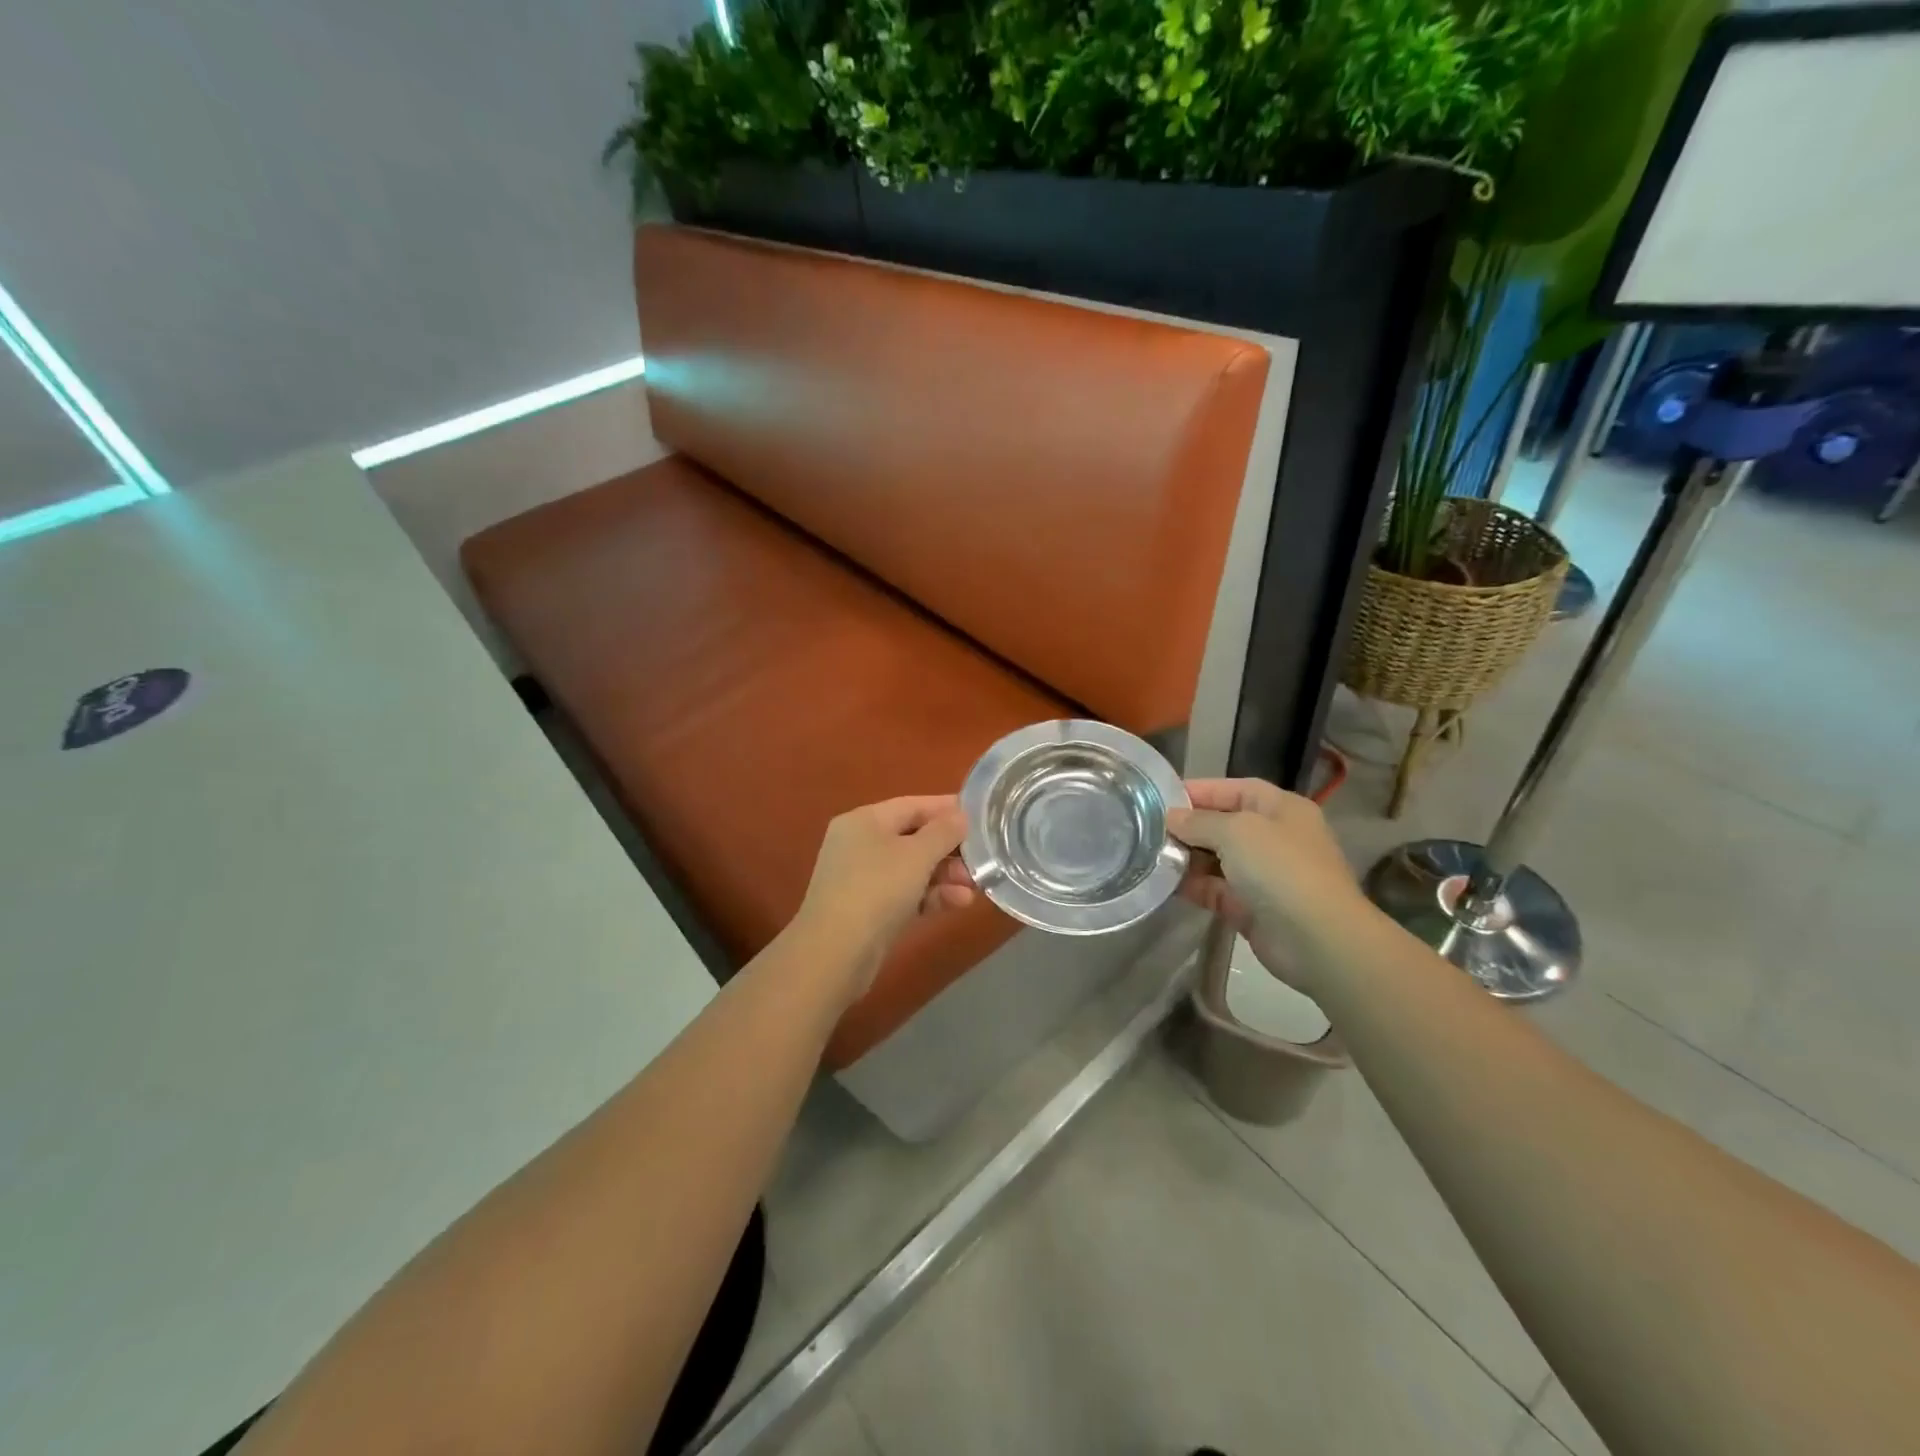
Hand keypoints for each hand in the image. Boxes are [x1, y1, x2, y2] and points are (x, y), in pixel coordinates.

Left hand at [791, 795, 975, 996]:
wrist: (834, 953)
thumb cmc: (876, 890)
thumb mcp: (916, 855)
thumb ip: (944, 831)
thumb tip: (960, 816)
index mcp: (865, 820)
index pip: (913, 805)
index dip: (948, 809)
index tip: (981, 817)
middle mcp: (860, 843)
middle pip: (914, 837)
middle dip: (950, 849)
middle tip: (981, 860)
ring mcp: (862, 878)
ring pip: (912, 868)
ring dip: (945, 876)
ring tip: (974, 888)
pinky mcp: (868, 909)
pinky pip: (906, 893)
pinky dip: (930, 896)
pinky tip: (958, 903)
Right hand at [1167, 778, 1371, 995]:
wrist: (1317, 939)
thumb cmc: (1281, 868)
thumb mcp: (1236, 831)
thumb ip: (1199, 821)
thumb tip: (1172, 818)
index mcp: (1282, 809)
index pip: (1236, 789)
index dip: (1201, 789)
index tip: (1162, 797)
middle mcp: (1274, 838)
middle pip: (1224, 824)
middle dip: (1189, 826)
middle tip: (1149, 828)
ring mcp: (1264, 875)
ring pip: (1217, 859)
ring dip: (1187, 857)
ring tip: (1150, 855)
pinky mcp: (1251, 908)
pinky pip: (1215, 890)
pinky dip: (1193, 886)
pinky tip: (1164, 883)